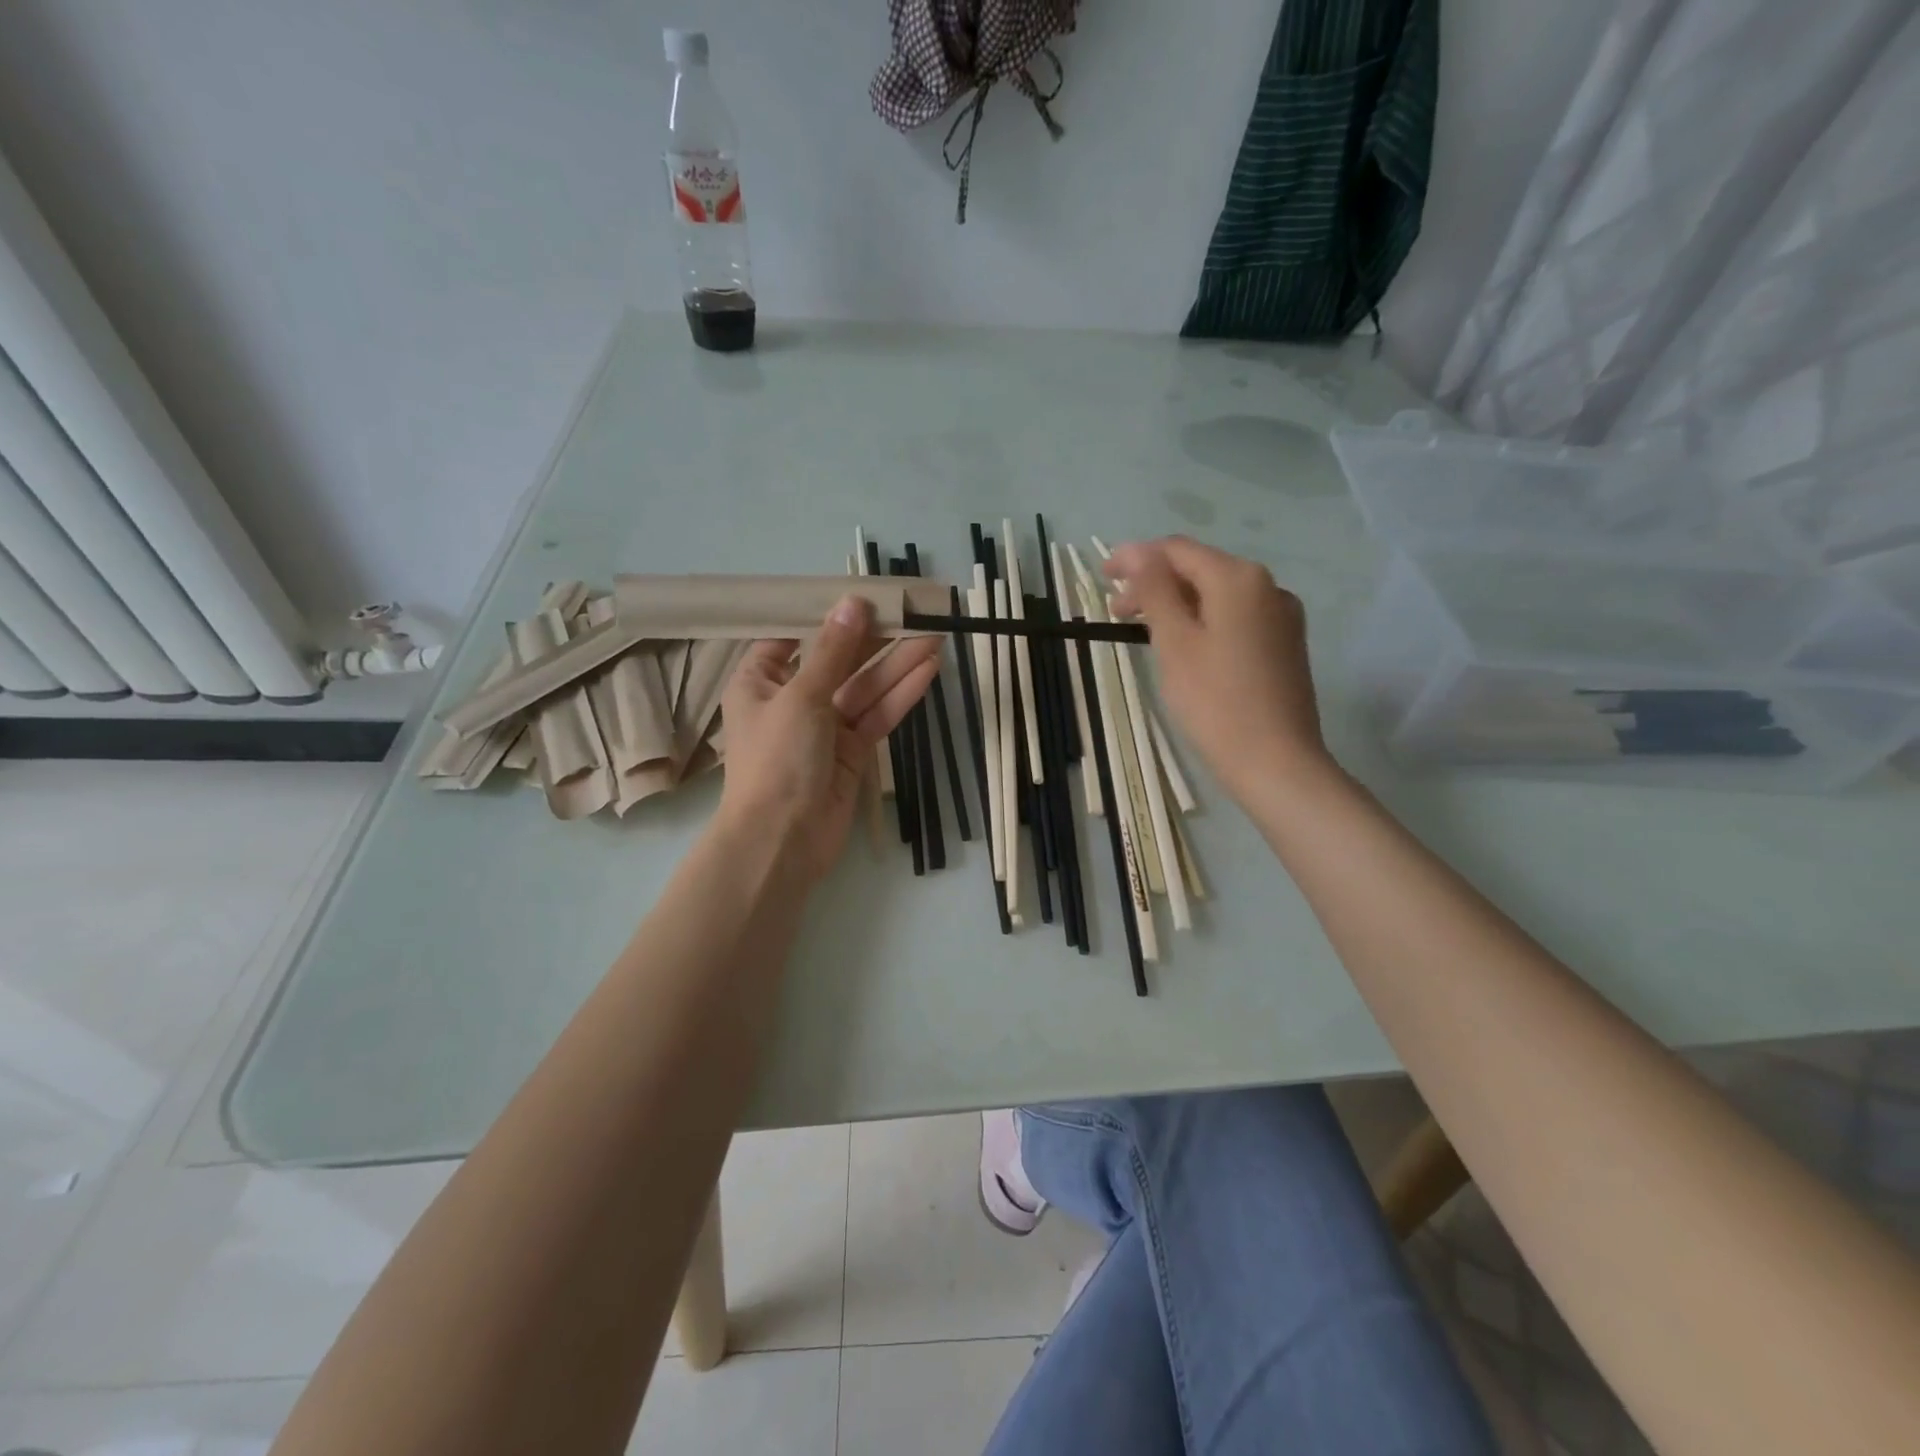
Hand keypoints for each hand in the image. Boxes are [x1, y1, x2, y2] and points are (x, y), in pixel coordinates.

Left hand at [716, 596, 940, 882]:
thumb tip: (853, 603)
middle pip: (838, 660)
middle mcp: (791, 700)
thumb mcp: (801, 696)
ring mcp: (824, 728)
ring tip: (934, 632)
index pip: (793, 637)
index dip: (828, 616)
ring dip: (897, 662)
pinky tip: (928, 668)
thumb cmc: (777, 760)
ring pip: (864, 687)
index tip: (863, 595)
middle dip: (875, 637)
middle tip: (913, 610)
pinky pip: (877, 715)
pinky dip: (900, 695)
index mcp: (760, 681)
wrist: (782, 842)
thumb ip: (833, 651)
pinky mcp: (851, 752)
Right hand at [1105, 536, 1331, 806]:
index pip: (1177, 550)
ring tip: (1144, 630)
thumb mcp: (1174, 642)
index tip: (1102, 577)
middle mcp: (1267, 585)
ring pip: (1217, 594)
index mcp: (1238, 578)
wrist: (1276, 762)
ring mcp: (1281, 615)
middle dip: (1154, 583)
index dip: (1135, 557)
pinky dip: (1203, 620)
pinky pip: (1235, 617)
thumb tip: (1138, 551)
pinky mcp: (1284, 643)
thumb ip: (1155, 590)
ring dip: (1176, 603)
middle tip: (1115, 612)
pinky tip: (1184, 645)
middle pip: (1199, 569)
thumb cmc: (1215, 702)